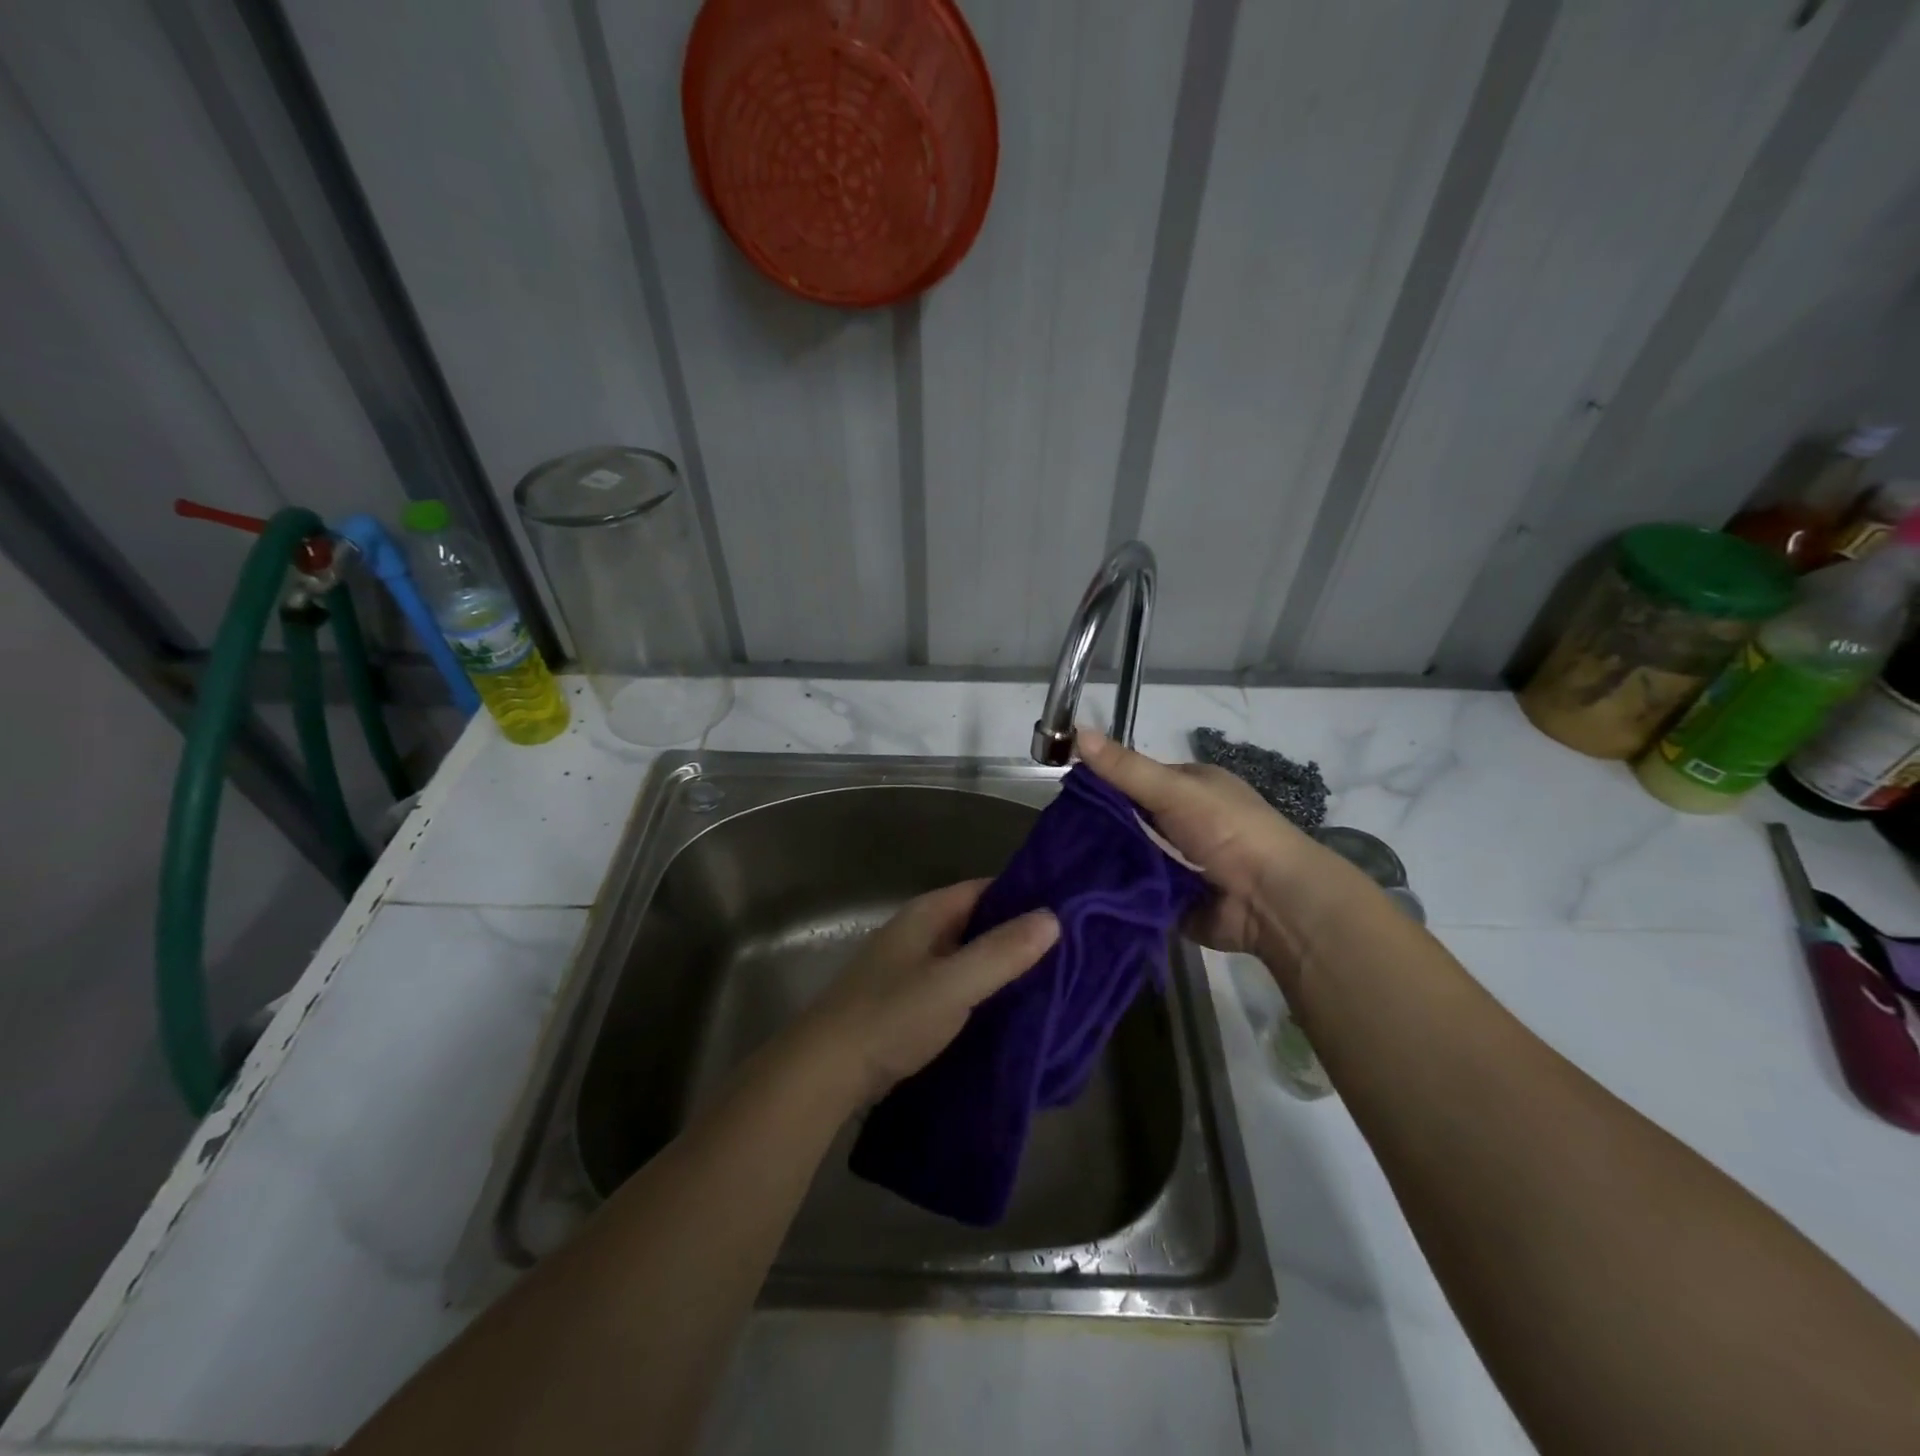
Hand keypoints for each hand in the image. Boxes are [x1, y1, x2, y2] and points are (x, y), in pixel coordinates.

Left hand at [797, 881, 1058, 1105]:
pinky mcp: (906, 1003)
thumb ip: (1002, 952)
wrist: (825, 1071)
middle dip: (1017, 936)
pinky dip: (981, 992)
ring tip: (1051, 982)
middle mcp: (917, 933)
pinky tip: (1009, 1012)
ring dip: (1000, 967)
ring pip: (966, 957)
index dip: (1024, 897)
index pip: (985, 890)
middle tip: (1070, 953)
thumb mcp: (954, 983)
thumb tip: (1053, 917)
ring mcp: (909, 968)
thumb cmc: (892, 1016)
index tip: (1067, 913)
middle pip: (977, 923)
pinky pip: (954, 987)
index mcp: (926, 914)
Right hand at [1076, 726, 1356, 962]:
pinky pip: (1136, 890)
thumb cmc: (1228, 831)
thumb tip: (1077, 731)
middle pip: (1130, 819)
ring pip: (1130, 856)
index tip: (1062, 795)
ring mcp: (1179, 863)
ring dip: (1104, 861)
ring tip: (1057, 864)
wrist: (1272, 901)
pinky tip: (1079, 891)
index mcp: (1190, 788)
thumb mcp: (1175, 790)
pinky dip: (1116, 890)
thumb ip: (1125, 768)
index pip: (1135, 779)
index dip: (1101, 783)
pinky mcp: (1173, 900)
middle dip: (1098, 827)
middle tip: (1054, 836)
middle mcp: (1184, 822)